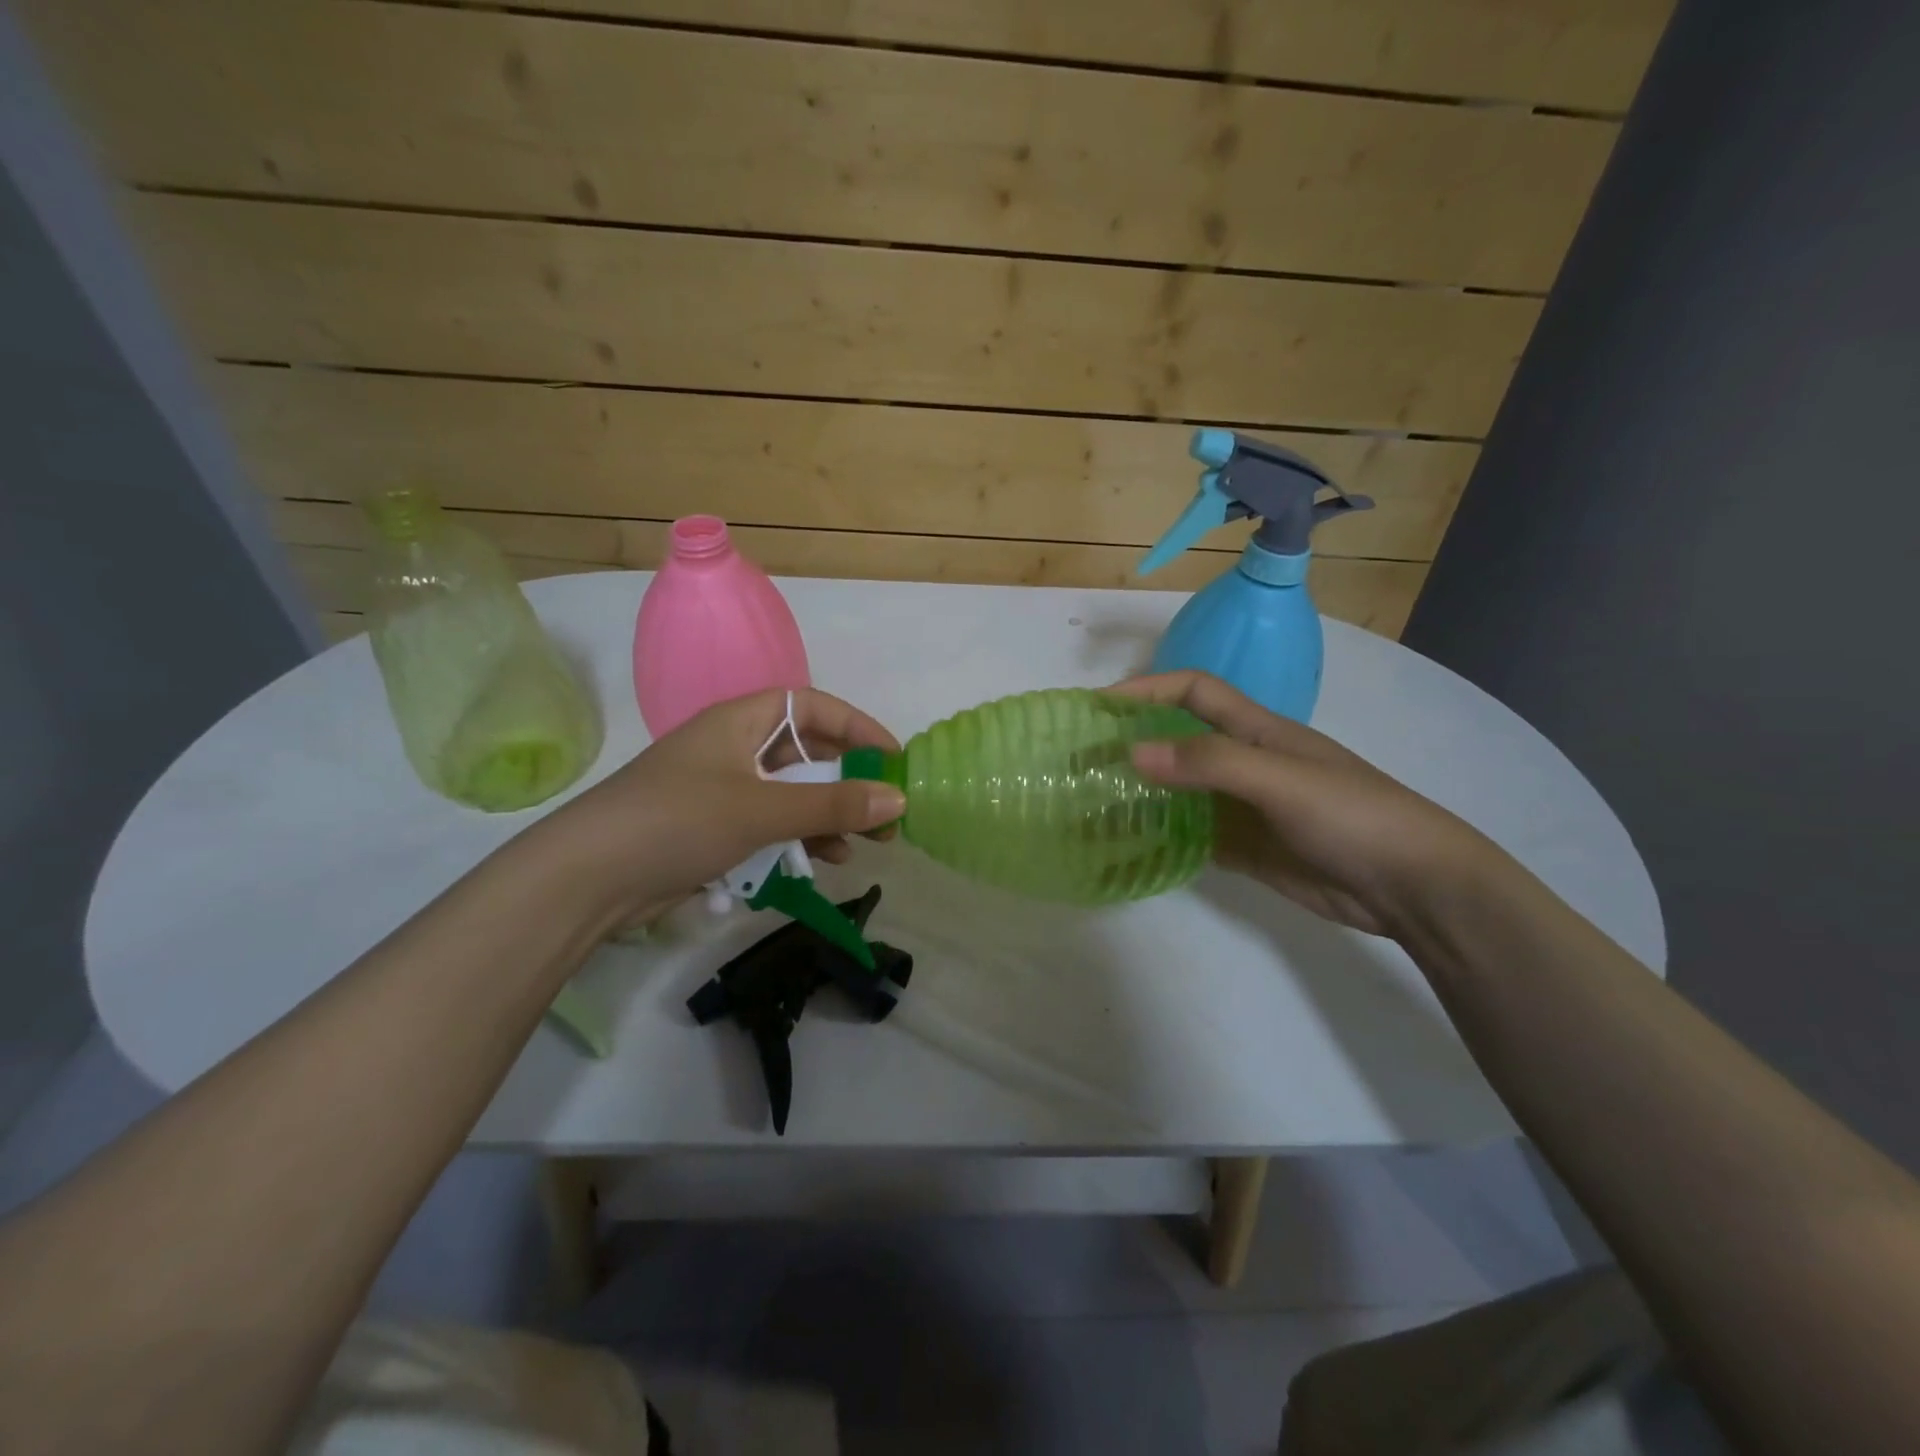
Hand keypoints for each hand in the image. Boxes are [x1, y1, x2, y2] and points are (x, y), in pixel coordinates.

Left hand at [534, 688, 903, 929]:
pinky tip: (822, 862)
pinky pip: (770, 825)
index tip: (892, 758)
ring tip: (864, 845)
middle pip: (805, 753)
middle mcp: (733, 748)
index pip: (811, 707)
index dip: (856, 727)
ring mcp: (722, 791)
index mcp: (739, 721)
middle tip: (886, 813)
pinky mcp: (713, 830)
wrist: (587, 879)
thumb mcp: (762, 809)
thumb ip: (832, 805)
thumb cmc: (678, 821)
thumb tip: (897, 799)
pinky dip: (798, 838)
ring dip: (828, 815)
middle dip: (849, 781)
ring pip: (791, 794)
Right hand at [1111, 671, 1496, 938]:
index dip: (1148, 689)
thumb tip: (1132, 753)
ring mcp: (1244, 807)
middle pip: (1178, 741)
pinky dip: (1161, 836)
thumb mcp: (1280, 779)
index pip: (1193, 692)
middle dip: (1132, 742)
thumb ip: (1209, 764)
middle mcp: (1245, 763)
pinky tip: (1131, 846)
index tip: (1100, 706)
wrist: (1412, 885)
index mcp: (1257, 731)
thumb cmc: (1351, 815)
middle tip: (1081, 761)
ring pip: (1180, 791)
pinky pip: (1192, 835)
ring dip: (1141, 792)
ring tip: (1093, 804)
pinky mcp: (1246, 848)